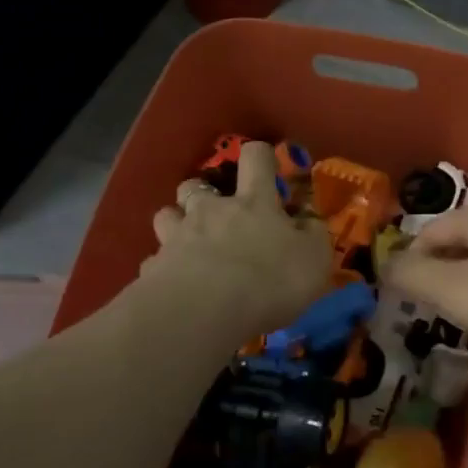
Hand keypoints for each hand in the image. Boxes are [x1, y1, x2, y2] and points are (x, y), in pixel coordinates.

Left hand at [139, 140, 331, 339]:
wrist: (205, 311)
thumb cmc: (270, 280)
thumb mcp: (314, 258)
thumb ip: (312, 235)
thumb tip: (308, 220)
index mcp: (254, 202)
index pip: (256, 159)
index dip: (261, 156)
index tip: (266, 165)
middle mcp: (211, 211)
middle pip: (197, 184)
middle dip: (204, 192)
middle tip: (217, 212)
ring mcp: (177, 237)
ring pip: (167, 215)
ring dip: (176, 222)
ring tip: (188, 243)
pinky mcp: (153, 269)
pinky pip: (155, 261)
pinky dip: (164, 267)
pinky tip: (173, 284)